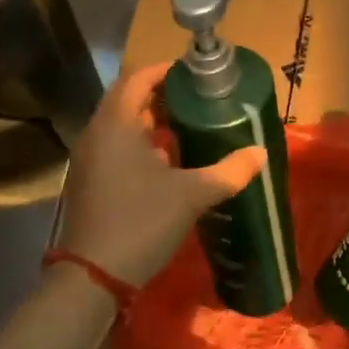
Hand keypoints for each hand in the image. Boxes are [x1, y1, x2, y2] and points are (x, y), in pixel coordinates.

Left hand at [57, 62, 266, 286]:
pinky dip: (138, 143)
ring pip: (120, 124)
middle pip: (127, 98)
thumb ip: (228, 171)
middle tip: (195, 98)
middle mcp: (97, 133)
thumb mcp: (192, 195)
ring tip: (186, 125)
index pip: (138, 78)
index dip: (165, 71)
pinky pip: (114, 146)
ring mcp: (88, 158)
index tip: (194, 73)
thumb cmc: (141, 222)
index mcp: (117, 124)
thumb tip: (261, 153)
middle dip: (160, 95)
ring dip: (149, 120)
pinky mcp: (88, 180)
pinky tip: (166, 160)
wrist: (92, 277)